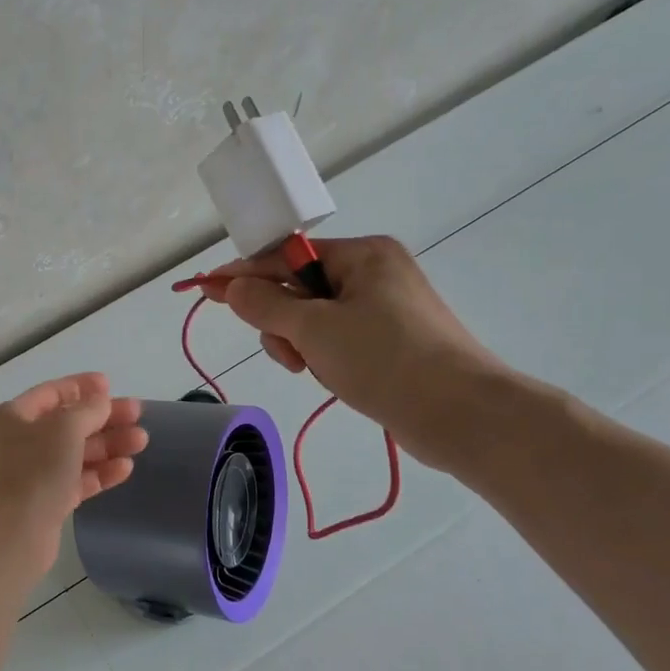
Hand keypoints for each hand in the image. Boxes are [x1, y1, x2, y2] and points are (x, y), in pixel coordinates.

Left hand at [0, 373, 146, 581]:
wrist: (9, 535)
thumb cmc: (33, 470)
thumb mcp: (65, 428)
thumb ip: (88, 410)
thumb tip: (101, 401)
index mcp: (15, 416)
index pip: (53, 393)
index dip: (82, 387)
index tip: (111, 385)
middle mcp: (21, 442)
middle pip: (69, 423)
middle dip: (104, 418)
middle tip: (138, 415)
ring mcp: (34, 474)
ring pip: (76, 452)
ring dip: (108, 445)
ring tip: (141, 441)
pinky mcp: (47, 503)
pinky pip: (78, 480)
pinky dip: (100, 472)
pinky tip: (125, 468)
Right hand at [201, 235, 519, 472]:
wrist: (463, 416)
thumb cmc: (386, 360)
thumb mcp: (315, 329)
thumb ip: (266, 305)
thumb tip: (233, 286)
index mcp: (362, 255)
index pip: (286, 257)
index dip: (244, 273)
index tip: (206, 288)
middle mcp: (375, 273)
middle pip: (300, 290)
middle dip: (285, 323)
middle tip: (290, 354)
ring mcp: (387, 310)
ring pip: (317, 321)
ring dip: (305, 346)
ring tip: (317, 371)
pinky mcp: (393, 343)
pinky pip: (340, 341)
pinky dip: (328, 358)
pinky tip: (337, 379)